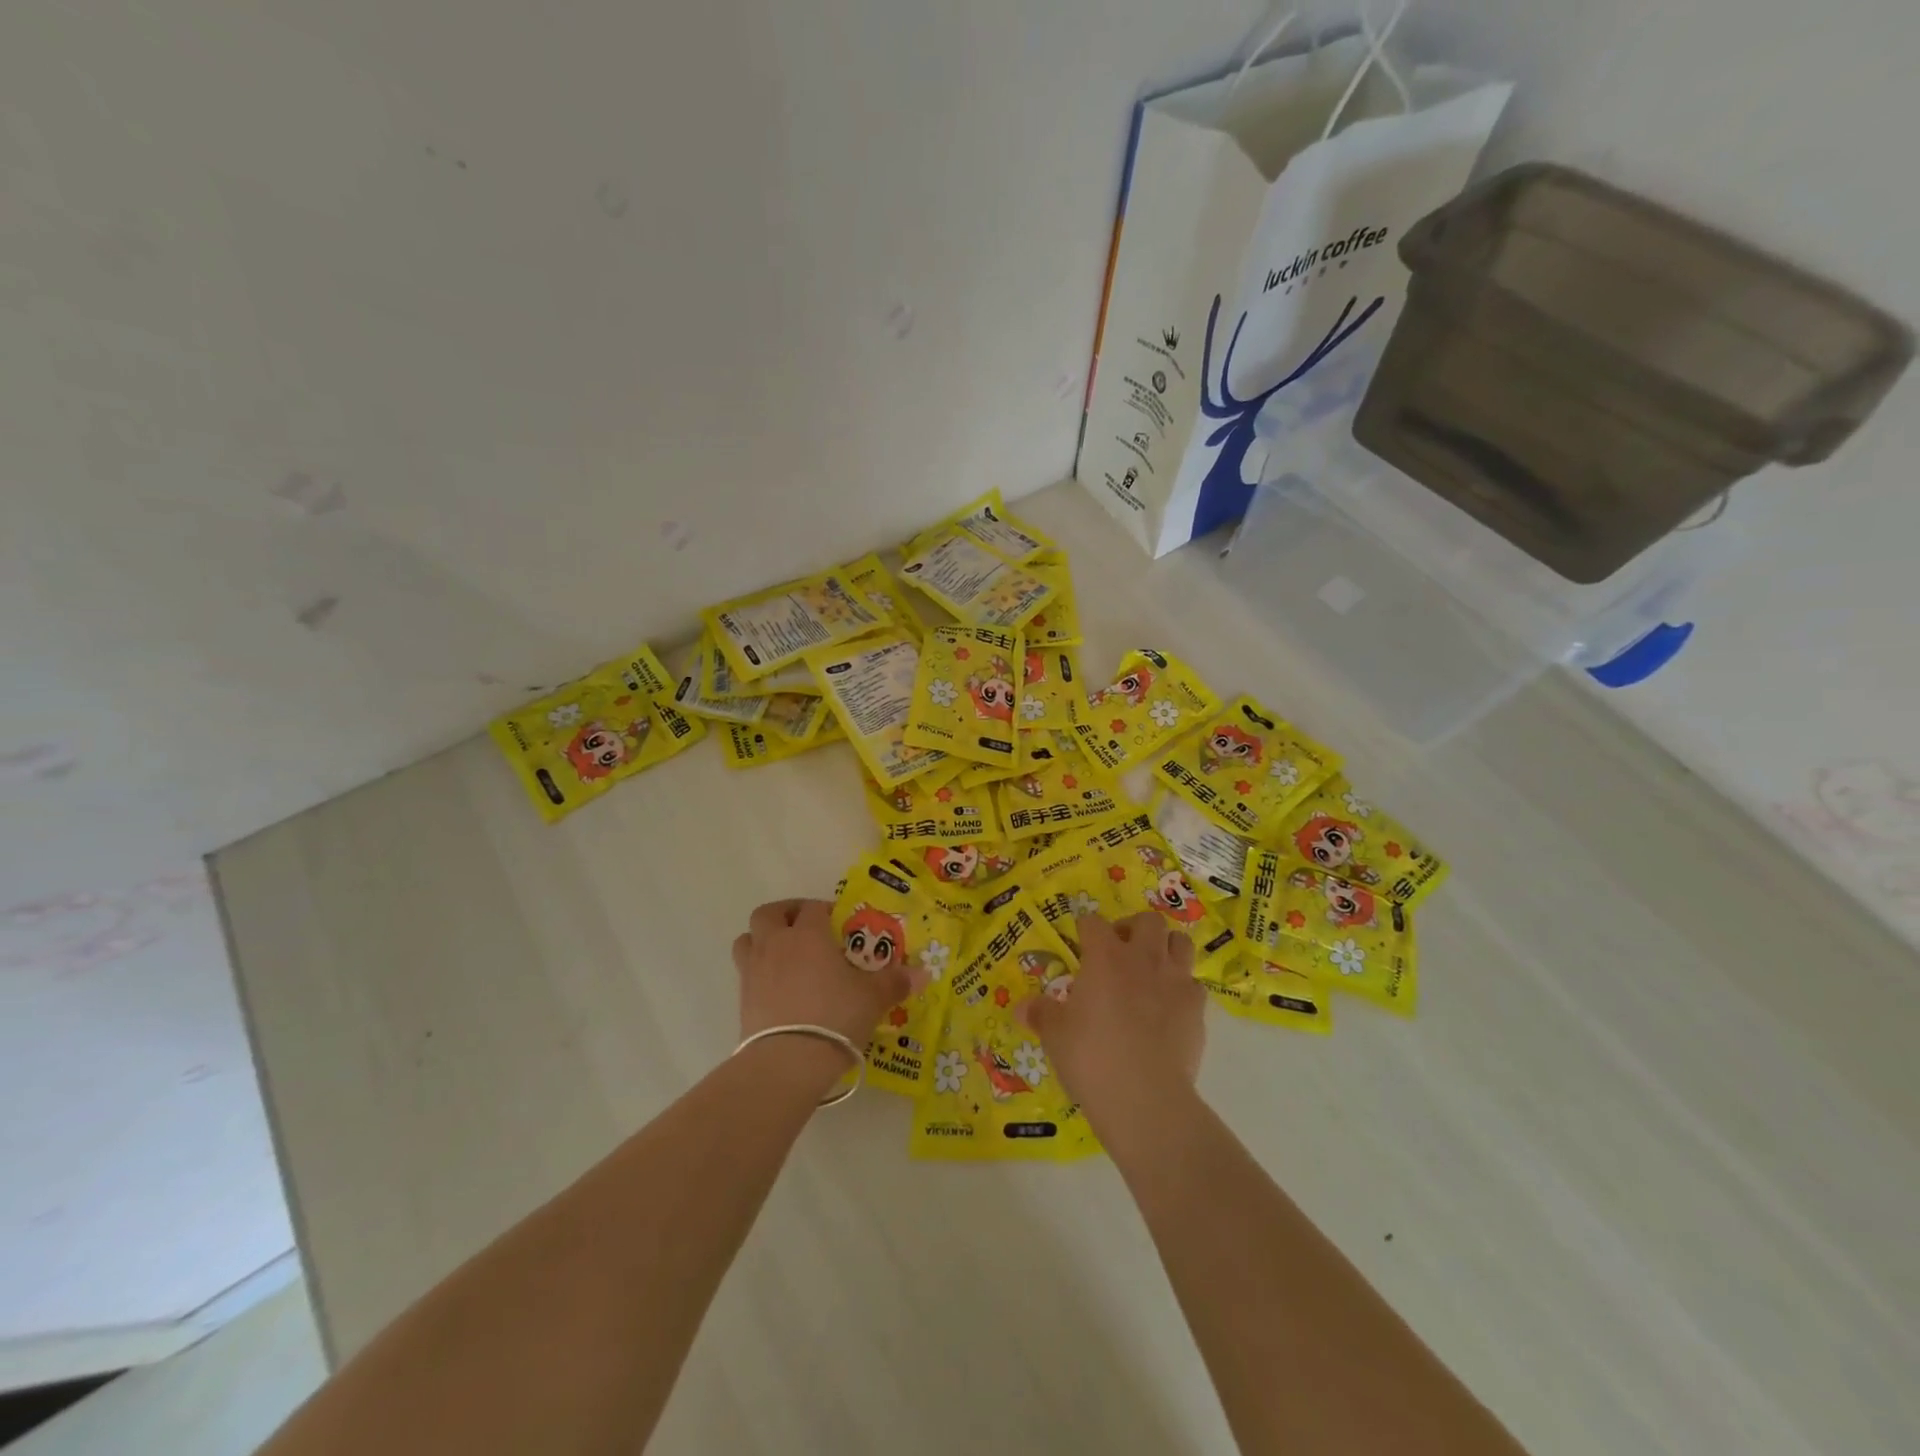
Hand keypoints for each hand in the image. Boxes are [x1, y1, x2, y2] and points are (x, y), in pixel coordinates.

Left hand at [732, 899, 910, 1048]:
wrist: (788, 1061)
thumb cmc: (835, 1016)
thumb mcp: (873, 998)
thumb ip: (895, 982)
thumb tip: (923, 973)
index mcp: (808, 934)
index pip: (812, 907)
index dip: (823, 910)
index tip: (837, 923)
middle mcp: (776, 944)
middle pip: (769, 914)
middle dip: (785, 914)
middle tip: (803, 927)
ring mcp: (754, 971)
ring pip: (747, 939)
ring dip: (762, 939)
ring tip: (782, 953)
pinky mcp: (742, 999)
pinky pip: (745, 973)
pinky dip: (758, 972)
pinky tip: (778, 989)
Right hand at [1021, 912, 1205, 1114]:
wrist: (1145, 1097)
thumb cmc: (1091, 1057)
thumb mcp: (1055, 1036)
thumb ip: (1041, 1014)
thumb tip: (1022, 1007)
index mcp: (1103, 956)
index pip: (1093, 923)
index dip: (1085, 930)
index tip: (1081, 944)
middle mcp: (1142, 958)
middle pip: (1147, 920)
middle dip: (1134, 928)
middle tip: (1121, 951)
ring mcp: (1175, 980)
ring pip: (1180, 942)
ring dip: (1166, 948)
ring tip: (1152, 969)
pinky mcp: (1197, 1008)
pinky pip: (1194, 984)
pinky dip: (1183, 989)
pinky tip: (1171, 1008)